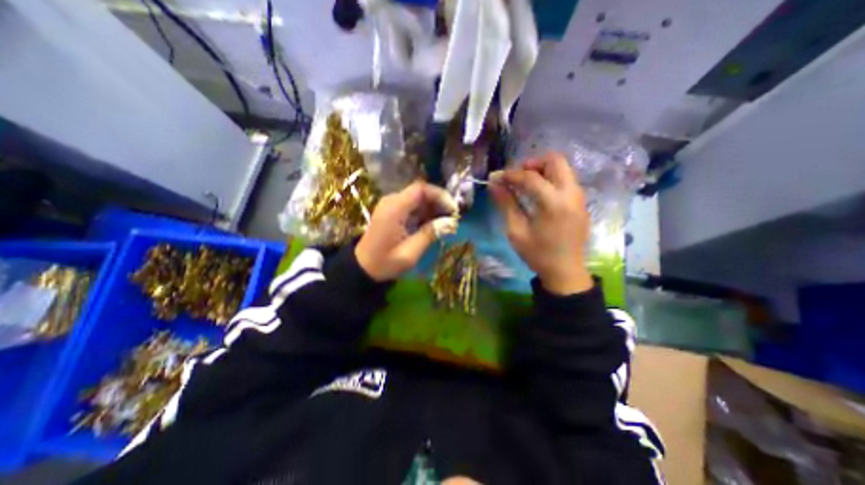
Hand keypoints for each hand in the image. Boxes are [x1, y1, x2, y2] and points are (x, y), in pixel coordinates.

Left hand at [355, 180, 458, 279]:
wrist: (363, 267)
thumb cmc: (385, 263)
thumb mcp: (410, 253)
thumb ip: (430, 234)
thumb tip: (451, 222)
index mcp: (394, 209)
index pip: (421, 189)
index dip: (440, 195)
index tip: (453, 209)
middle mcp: (392, 201)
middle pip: (420, 192)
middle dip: (438, 202)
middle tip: (452, 218)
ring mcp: (391, 205)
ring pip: (417, 199)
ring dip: (433, 208)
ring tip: (445, 223)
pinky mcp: (392, 212)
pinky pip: (412, 206)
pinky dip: (424, 213)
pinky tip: (432, 224)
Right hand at [485, 151, 595, 295]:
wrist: (565, 272)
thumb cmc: (538, 254)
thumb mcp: (516, 231)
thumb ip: (506, 204)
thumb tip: (494, 184)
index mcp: (554, 203)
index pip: (530, 177)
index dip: (510, 174)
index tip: (495, 178)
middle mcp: (571, 193)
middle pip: (555, 160)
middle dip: (532, 164)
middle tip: (516, 177)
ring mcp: (579, 197)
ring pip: (562, 168)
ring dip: (542, 170)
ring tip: (525, 185)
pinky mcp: (581, 203)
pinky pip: (566, 180)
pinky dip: (550, 179)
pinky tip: (538, 195)